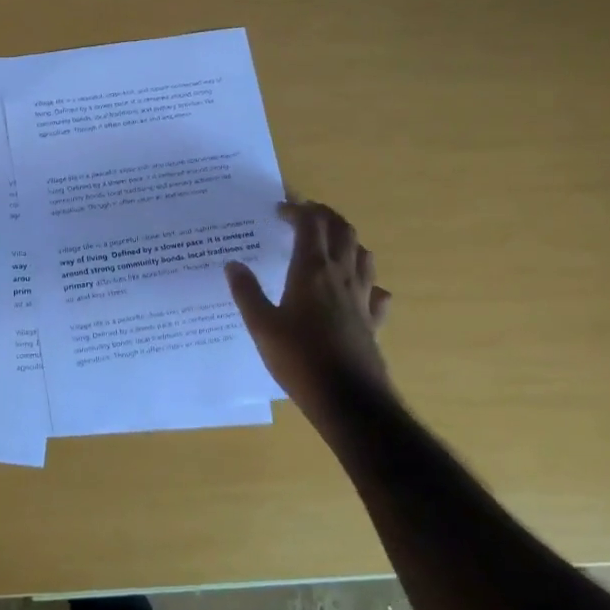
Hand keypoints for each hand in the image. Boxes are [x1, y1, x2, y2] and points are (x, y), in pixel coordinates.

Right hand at [225, 200, 392, 434]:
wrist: (348, 399)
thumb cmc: (299, 359)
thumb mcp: (261, 326)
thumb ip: (247, 292)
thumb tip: (233, 264)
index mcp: (311, 270)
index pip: (310, 223)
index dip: (296, 209)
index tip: (278, 210)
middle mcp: (341, 275)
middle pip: (342, 229)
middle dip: (324, 215)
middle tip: (303, 216)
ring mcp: (362, 297)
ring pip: (362, 253)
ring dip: (346, 240)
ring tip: (327, 245)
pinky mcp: (373, 320)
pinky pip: (376, 290)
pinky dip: (366, 280)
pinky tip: (355, 289)